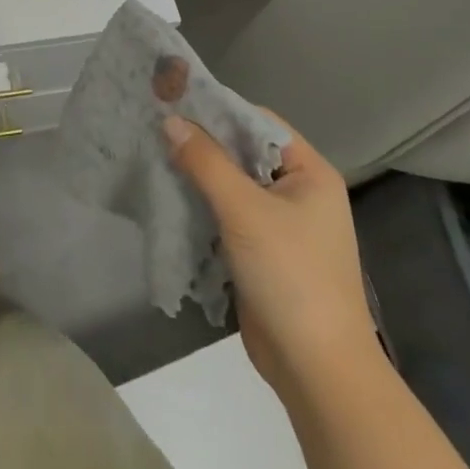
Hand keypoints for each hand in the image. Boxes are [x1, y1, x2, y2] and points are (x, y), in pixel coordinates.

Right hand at [163, 112, 378, 390]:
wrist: (316, 368)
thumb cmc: (290, 275)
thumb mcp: (244, 210)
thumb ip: (206, 161)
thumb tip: (170, 120)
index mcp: (310, 173)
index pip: (259, 122)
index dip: (218, 109)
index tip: (174, 99)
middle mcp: (298, 192)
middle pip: (243, 152)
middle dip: (202, 141)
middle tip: (155, 125)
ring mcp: (280, 224)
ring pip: (232, 183)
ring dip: (197, 173)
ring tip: (153, 154)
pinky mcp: (261, 251)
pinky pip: (227, 213)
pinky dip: (201, 203)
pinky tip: (168, 194)